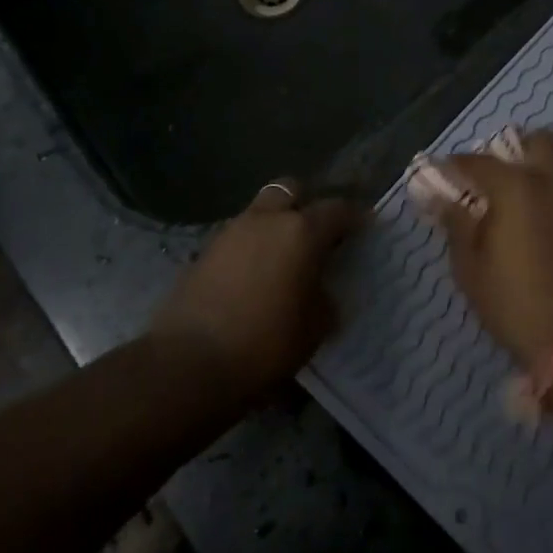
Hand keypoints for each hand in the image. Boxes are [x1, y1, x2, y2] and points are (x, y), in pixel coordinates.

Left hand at [149, 179, 365, 398]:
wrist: (188, 363)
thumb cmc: (264, 344)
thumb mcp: (313, 329)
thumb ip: (324, 300)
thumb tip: (321, 292)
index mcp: (301, 232)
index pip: (337, 209)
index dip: (353, 217)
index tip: (363, 227)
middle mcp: (266, 220)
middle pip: (291, 190)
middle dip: (307, 204)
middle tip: (316, 233)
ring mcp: (231, 232)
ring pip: (261, 211)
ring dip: (275, 225)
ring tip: (284, 258)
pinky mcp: (204, 252)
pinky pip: (238, 237)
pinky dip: (251, 247)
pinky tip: (254, 276)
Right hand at [415, 128, 552, 365]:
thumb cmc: (517, 304)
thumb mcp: (471, 269)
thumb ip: (457, 226)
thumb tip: (445, 200)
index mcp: (516, 187)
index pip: (477, 161)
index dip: (456, 166)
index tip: (444, 176)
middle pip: (540, 142)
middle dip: (517, 151)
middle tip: (499, 181)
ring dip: (542, 183)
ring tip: (526, 218)